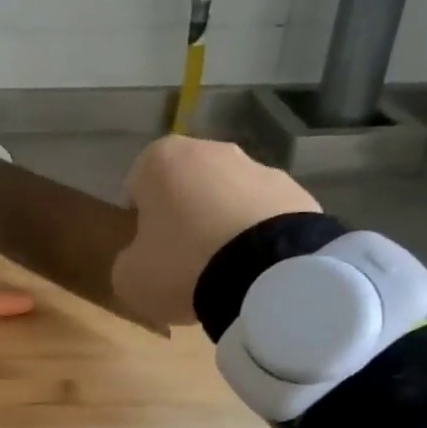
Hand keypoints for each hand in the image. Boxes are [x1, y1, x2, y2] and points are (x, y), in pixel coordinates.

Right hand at [112, 135, 319, 324]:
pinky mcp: (298, 192)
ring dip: (223, 222)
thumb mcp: (129, 277)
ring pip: (228, 196)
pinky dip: (258, 235)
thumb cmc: (182, 265)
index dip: (139, 216)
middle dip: (184, 213)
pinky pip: (265, 214)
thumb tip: (141, 259)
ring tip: (225, 269)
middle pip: (186, 184)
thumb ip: (128, 260)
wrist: (268, 275)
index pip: (138, 182)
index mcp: (161, 159)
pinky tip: (256, 269)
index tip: (147, 246)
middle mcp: (211, 150)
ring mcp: (260, 168)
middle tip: (183, 257)